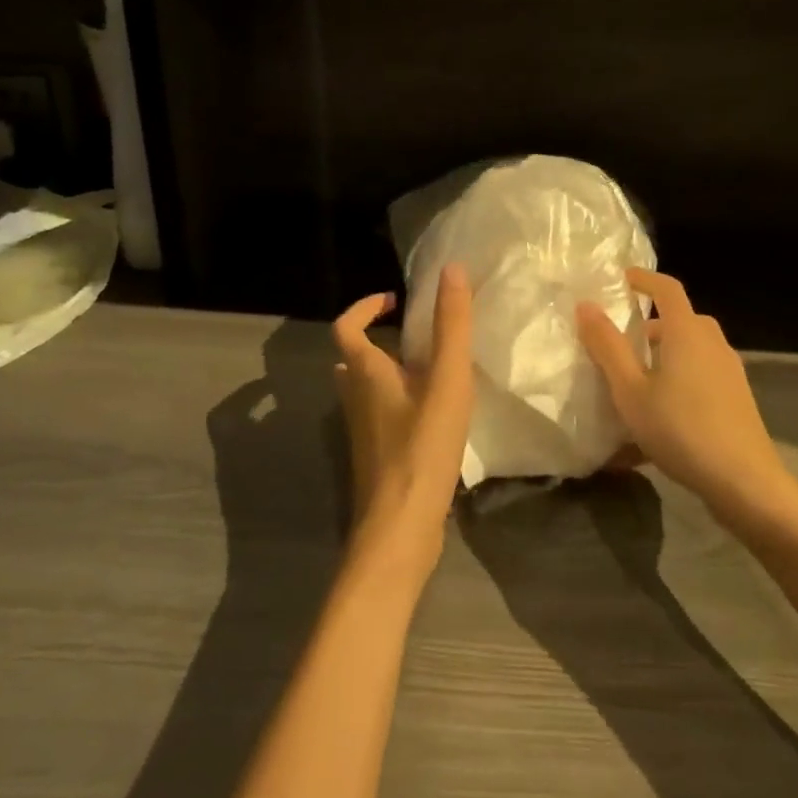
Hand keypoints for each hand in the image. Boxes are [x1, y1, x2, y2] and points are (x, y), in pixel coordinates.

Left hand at [333, 262, 474, 578]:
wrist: (400, 528)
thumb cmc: (421, 447)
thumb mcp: (445, 380)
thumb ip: (451, 325)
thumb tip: (451, 269)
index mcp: (364, 373)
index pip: (346, 326)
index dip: (365, 307)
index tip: (396, 300)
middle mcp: (354, 398)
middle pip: (353, 358)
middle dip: (379, 340)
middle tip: (417, 337)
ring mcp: (362, 431)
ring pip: (365, 389)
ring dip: (388, 372)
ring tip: (430, 371)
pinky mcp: (376, 456)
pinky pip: (380, 415)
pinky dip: (398, 403)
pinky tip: (433, 416)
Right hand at [577, 269, 793, 520]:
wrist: (744, 481)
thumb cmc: (680, 428)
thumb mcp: (630, 390)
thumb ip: (607, 346)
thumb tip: (586, 305)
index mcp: (686, 332)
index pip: (667, 288)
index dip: (643, 279)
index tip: (620, 279)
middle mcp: (712, 342)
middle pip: (681, 319)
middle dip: (651, 324)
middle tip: (621, 340)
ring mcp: (729, 370)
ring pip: (692, 348)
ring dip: (665, 353)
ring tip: (636, 379)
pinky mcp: (736, 397)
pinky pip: (701, 372)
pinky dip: (679, 376)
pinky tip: (660, 411)